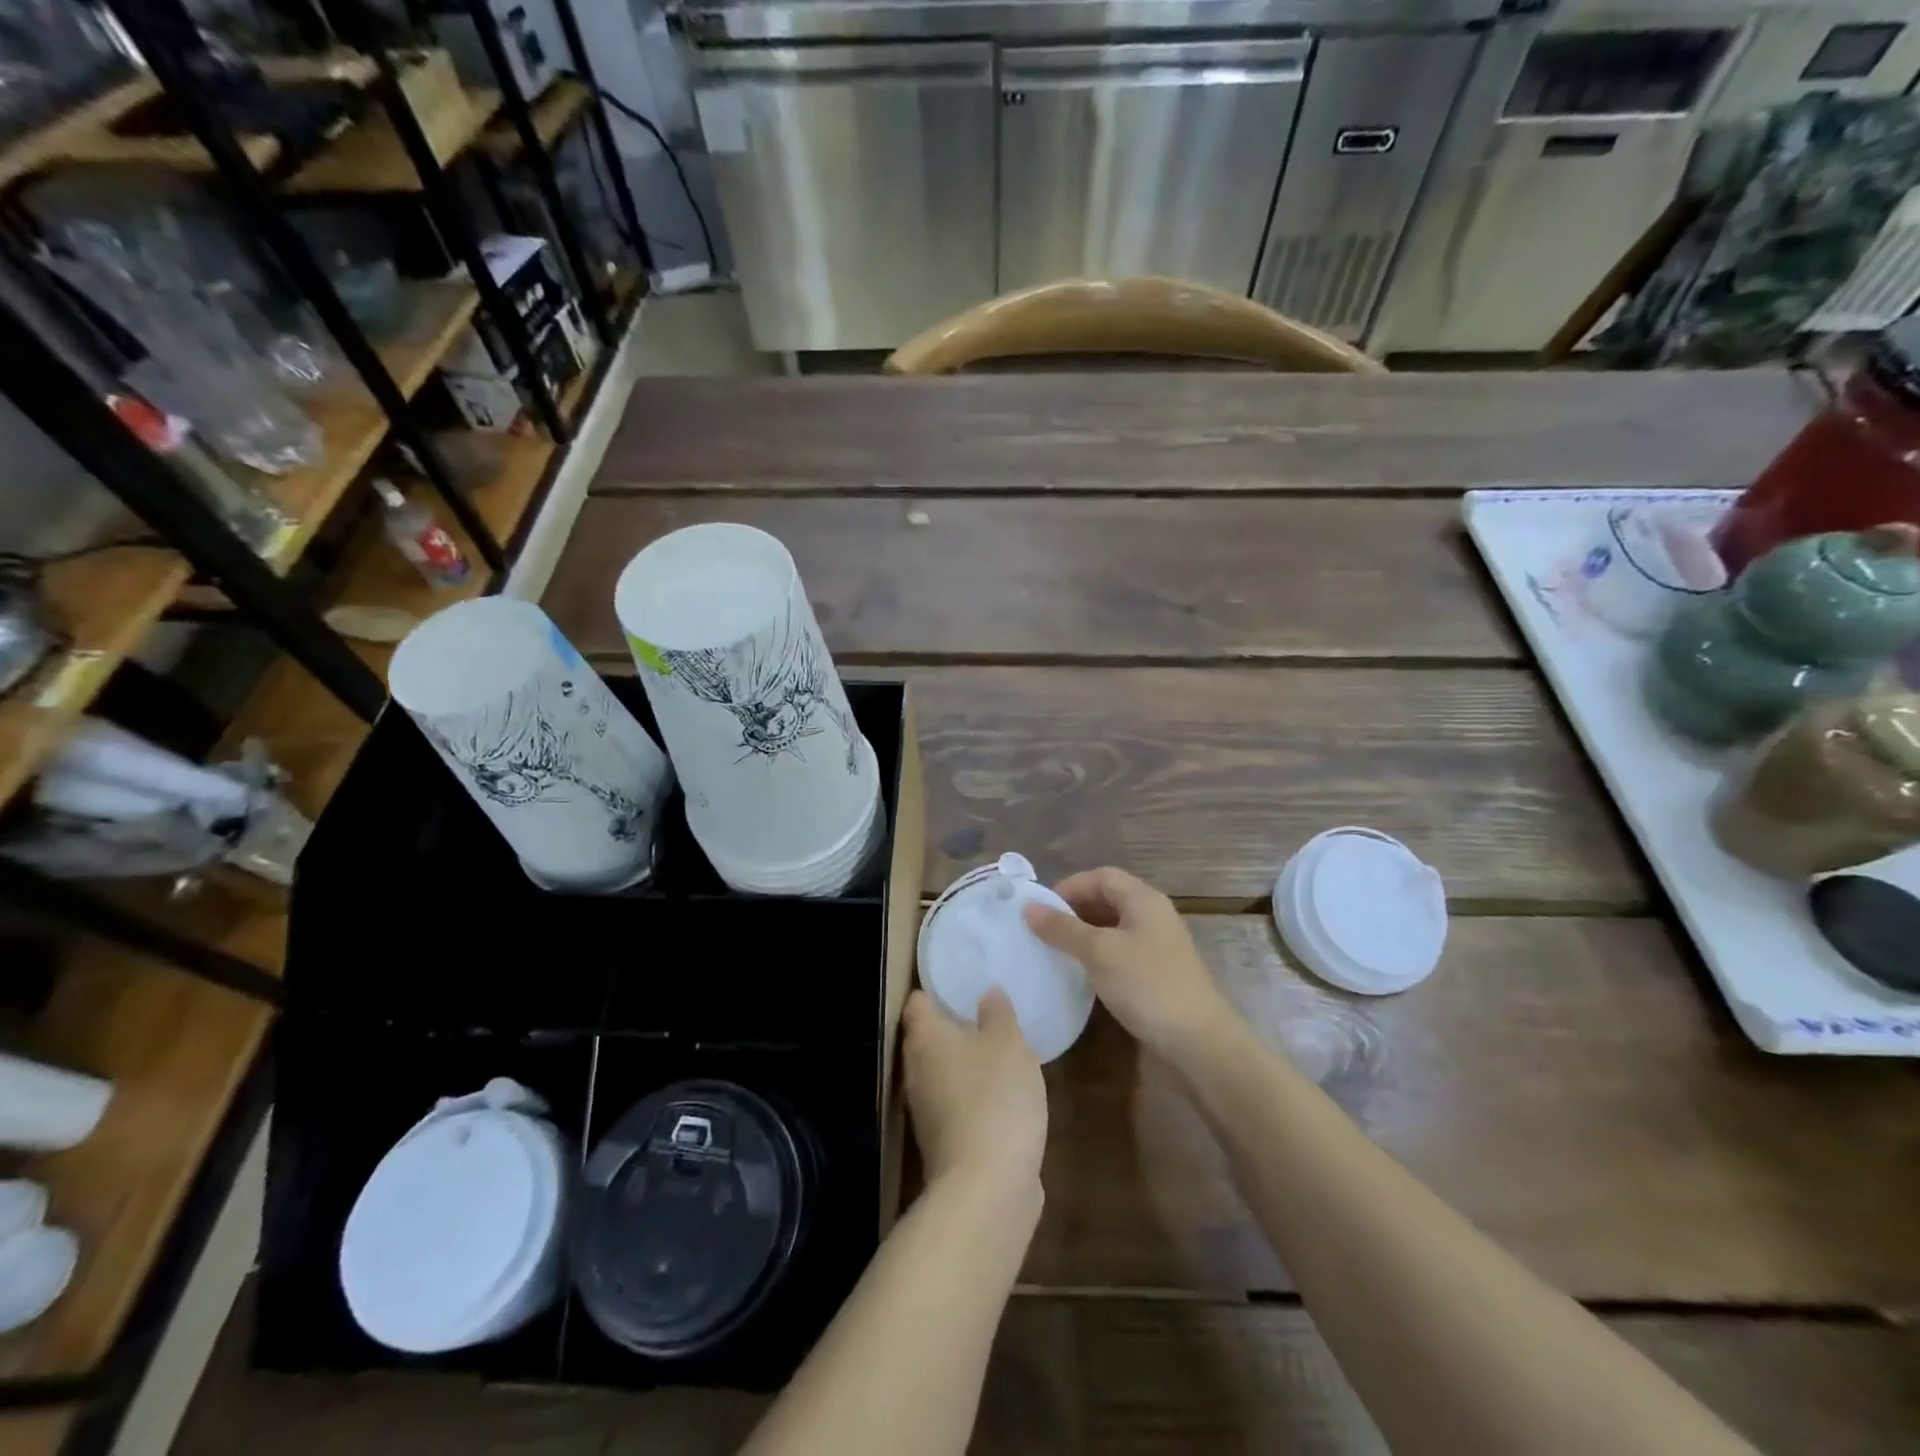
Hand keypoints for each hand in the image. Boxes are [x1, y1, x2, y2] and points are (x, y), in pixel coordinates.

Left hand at [902, 988, 1046, 1197]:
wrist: (987, 1187)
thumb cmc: (995, 1098)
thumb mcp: (1008, 1043)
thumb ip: (998, 1014)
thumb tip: (988, 992)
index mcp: (925, 1039)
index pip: (918, 1003)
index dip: (935, 991)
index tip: (959, 983)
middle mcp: (916, 1072)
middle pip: (927, 1039)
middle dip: (952, 1027)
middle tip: (985, 1013)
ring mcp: (926, 1112)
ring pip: (943, 1074)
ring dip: (966, 1064)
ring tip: (999, 1052)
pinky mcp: (944, 1143)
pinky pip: (957, 1106)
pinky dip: (975, 1097)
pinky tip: (1003, 1096)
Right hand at [1024, 866, 1239, 1065]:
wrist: (1198, 1043)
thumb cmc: (1147, 985)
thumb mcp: (1099, 952)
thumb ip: (1062, 928)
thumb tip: (1028, 907)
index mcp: (1144, 900)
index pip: (1101, 877)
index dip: (1069, 886)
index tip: (1040, 909)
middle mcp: (1152, 916)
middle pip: (1107, 899)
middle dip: (1074, 910)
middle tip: (1042, 931)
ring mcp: (1157, 947)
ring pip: (1112, 928)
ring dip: (1084, 935)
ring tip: (1054, 952)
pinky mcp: (1156, 975)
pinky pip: (1120, 953)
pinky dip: (1097, 957)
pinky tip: (1080, 974)